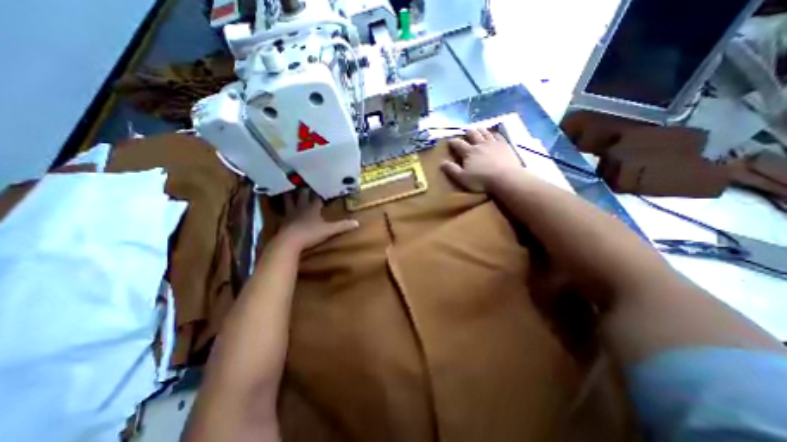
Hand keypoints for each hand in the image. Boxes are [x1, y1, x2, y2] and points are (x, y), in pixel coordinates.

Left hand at [270, 189, 357, 251]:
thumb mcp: (329, 230)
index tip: (322, 185)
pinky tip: (277, 206)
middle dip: (304, 189)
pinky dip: (279, 207)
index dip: (319, 192)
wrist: (289, 242)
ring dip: (288, 194)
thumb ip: (342, 226)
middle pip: (302, 195)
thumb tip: (357, 223)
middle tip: (303, 181)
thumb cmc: (310, 234)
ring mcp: (290, 214)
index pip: (317, 197)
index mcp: (312, 208)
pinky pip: (281, 211)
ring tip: (287, 188)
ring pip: (288, 200)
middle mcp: (301, 208)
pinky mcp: (282, 221)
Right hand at [440, 126, 523, 190]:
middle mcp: (480, 144)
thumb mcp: (462, 177)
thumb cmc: (481, 180)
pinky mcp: (505, 145)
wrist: (505, 178)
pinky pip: (499, 136)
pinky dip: (495, 134)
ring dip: (481, 130)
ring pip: (485, 133)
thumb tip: (441, 162)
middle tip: (466, 131)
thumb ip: (452, 169)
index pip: (458, 144)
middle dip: (468, 132)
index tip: (450, 140)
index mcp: (469, 152)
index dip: (453, 142)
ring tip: (478, 129)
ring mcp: (493, 143)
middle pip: (473, 135)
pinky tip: (495, 134)